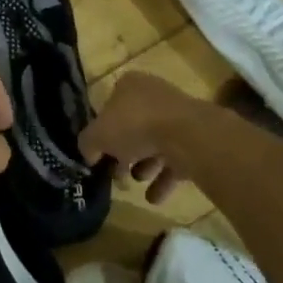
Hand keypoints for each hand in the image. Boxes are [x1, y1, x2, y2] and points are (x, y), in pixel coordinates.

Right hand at [81, 71, 192, 204]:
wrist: (186, 136)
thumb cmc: (135, 125)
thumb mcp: (97, 135)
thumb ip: (87, 144)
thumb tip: (89, 155)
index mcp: (129, 85)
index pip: (109, 107)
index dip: (102, 132)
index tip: (100, 155)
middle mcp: (153, 95)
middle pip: (132, 127)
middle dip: (124, 153)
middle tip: (117, 174)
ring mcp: (177, 117)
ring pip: (154, 144)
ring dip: (144, 166)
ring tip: (136, 182)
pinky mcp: (194, 139)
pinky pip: (174, 160)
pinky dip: (163, 179)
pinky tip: (153, 197)